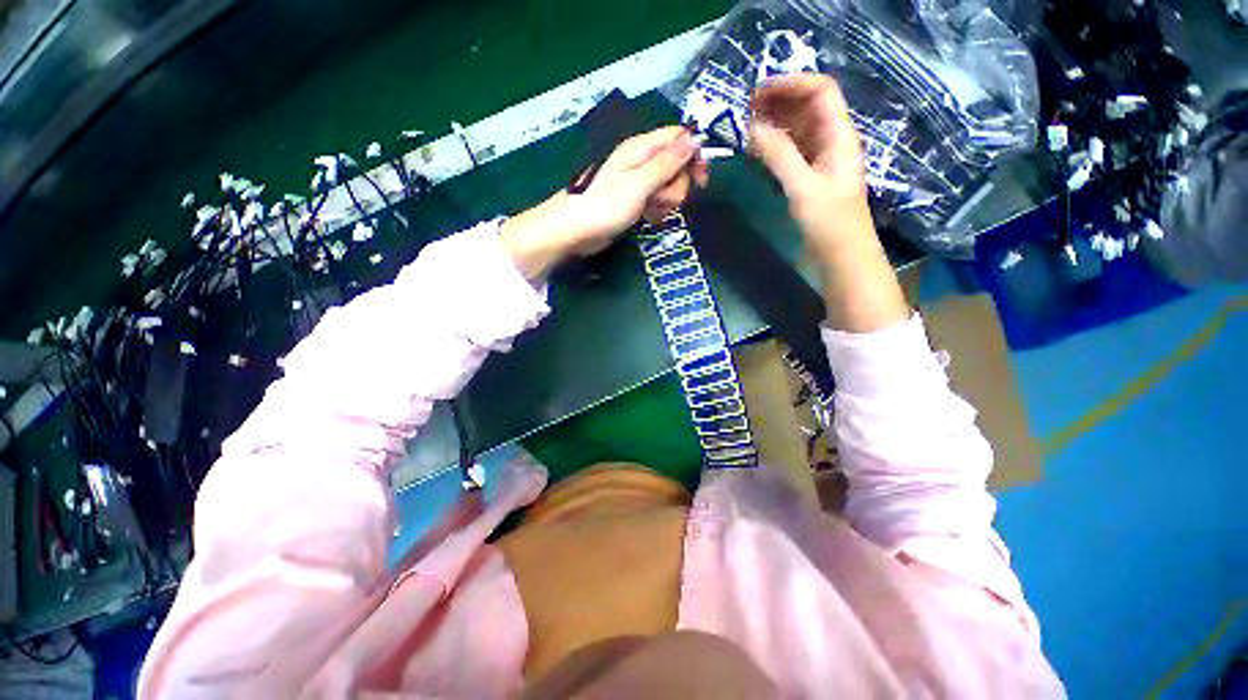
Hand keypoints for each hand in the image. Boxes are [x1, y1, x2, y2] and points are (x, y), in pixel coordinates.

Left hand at [501, 127, 706, 281]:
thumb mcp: (640, 183)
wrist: (575, 231)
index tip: (701, 181)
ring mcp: (637, 182)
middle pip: (677, 165)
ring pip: (668, 185)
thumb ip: (668, 163)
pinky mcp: (633, 201)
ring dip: (667, 201)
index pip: (679, 138)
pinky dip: (657, 210)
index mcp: (641, 148)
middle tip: (662, 200)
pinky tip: (648, 219)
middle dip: (677, 185)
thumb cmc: (606, 206)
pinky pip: (656, 201)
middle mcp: (641, 161)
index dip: (694, 156)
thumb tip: (694, 139)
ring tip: (651, 211)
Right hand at [749, 75, 908, 332]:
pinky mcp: (807, 178)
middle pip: (806, 107)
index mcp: (839, 136)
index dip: (791, 84)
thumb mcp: (803, 188)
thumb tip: (751, 128)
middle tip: (742, 111)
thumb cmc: (830, 224)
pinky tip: (753, 152)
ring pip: (795, 130)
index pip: (820, 90)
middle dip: (776, 102)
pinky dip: (771, 147)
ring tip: (742, 128)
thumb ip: (779, 156)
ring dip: (771, 124)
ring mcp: (818, 160)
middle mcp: (830, 141)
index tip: (757, 93)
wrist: (841, 258)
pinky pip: (788, 152)